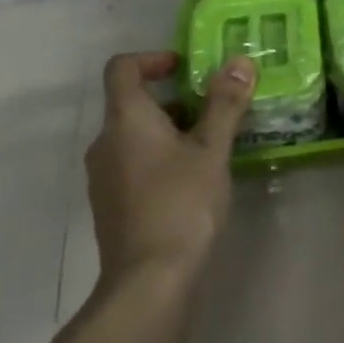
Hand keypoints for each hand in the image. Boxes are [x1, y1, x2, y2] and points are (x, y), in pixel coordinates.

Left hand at [87, 51, 255, 287]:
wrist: (148, 283)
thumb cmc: (181, 204)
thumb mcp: (211, 149)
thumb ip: (225, 104)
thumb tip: (240, 61)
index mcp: (125, 120)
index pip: (122, 68)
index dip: (152, 59)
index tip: (185, 68)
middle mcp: (105, 143)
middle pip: (132, 103)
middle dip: (174, 100)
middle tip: (214, 111)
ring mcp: (103, 177)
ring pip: (135, 136)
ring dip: (170, 131)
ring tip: (211, 147)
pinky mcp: (110, 206)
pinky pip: (133, 164)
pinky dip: (159, 159)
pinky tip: (193, 182)